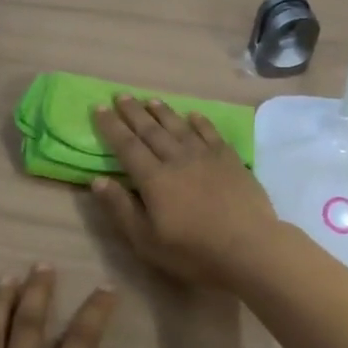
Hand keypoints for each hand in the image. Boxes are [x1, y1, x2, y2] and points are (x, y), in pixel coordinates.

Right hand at [91, 95, 279, 286]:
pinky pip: (210, 133)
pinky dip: (199, 122)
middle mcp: (177, 159)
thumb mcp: (147, 240)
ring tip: (150, 100)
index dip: (111, 126)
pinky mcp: (230, 159)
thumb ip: (121, 209)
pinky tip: (192, 115)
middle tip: (121, 95)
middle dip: (133, 112)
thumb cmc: (193, 251)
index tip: (99, 108)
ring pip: (179, 127)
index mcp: (153, 179)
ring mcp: (206, 156)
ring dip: (163, 112)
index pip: (126, 146)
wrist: (249, 247)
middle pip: (151, 130)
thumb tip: (97, 180)